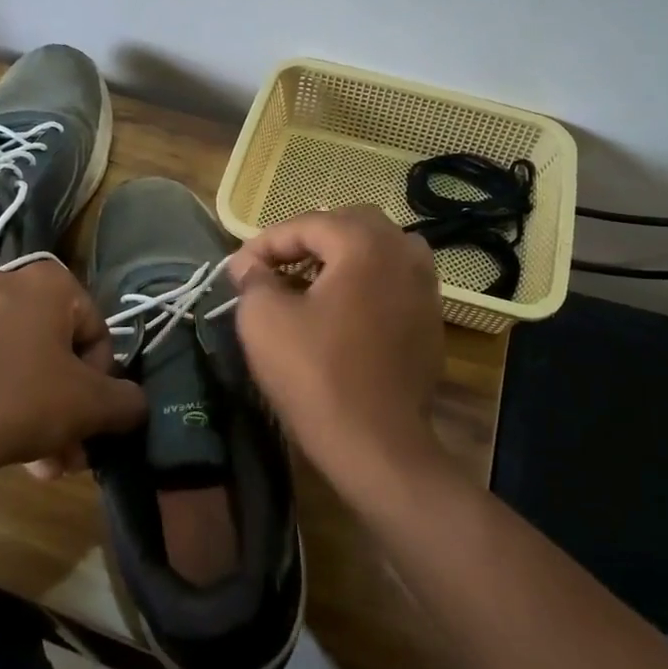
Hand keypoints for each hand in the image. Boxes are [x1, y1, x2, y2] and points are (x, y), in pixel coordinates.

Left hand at [0, 261, 143, 477]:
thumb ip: (127, 401)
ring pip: (23, 364)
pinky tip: (10, 451)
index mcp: (48, 281)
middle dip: (70, 406)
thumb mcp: (91, 405)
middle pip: (58, 351)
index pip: (97, 330)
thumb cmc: (21, 401)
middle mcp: (6, 282)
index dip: (102, 379)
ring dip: (42, 414)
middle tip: (73, 451)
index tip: (91, 415)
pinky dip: (4, 402)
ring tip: (44, 466)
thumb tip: (135, 405)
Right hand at [225, 207, 446, 492]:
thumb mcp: (264, 320)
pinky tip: (339, 310)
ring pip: (375, 250)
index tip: (237, 271)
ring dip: (338, 258)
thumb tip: (250, 266)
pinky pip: (392, 280)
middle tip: (273, 268)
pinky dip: (363, 282)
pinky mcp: (431, 318)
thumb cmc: (316, 375)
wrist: (378, 445)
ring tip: (306, 283)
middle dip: (305, 241)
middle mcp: (404, 252)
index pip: (306, 224)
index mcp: (366, 243)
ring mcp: (426, 285)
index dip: (265, 244)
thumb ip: (253, 279)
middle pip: (347, 225)